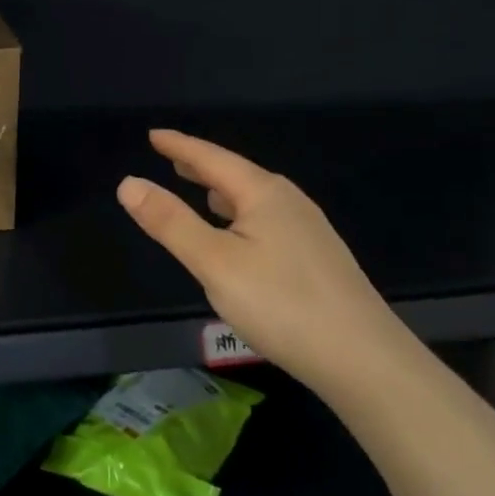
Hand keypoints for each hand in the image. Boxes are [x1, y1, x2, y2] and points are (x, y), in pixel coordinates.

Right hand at [117, 129, 410, 394]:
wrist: (365, 361)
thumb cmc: (282, 304)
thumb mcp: (214, 262)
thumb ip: (170, 222)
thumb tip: (129, 183)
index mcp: (263, 193)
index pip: (211, 158)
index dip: (179, 145)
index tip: (154, 134)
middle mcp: (289, 202)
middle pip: (236, 174)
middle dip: (201, 165)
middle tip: (171, 158)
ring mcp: (309, 230)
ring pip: (254, 199)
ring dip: (222, 191)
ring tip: (201, 191)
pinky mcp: (318, 259)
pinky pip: (267, 219)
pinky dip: (241, 215)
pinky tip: (240, 236)